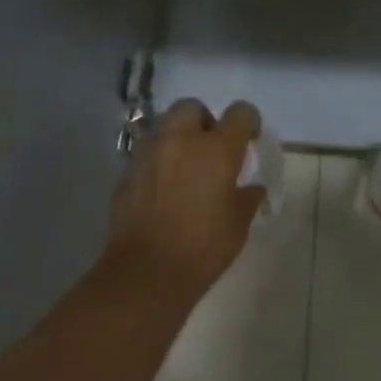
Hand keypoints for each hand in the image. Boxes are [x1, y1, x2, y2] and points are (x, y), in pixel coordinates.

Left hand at [107, 98, 263, 296]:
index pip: (240, 112)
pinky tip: (162, 187)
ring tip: (184, 166)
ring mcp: (150, 151)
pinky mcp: (127, 170)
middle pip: (193, 107)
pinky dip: (157, 160)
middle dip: (203, 121)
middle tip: (209, 149)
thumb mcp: (238, 225)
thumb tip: (253, 188)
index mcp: (217, 148)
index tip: (248, 139)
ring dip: (177, 138)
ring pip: (165, 126)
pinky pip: (147, 152)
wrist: (145, 273)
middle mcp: (182, 139)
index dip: (248, 121)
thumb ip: (248, 198)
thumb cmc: (202, 248)